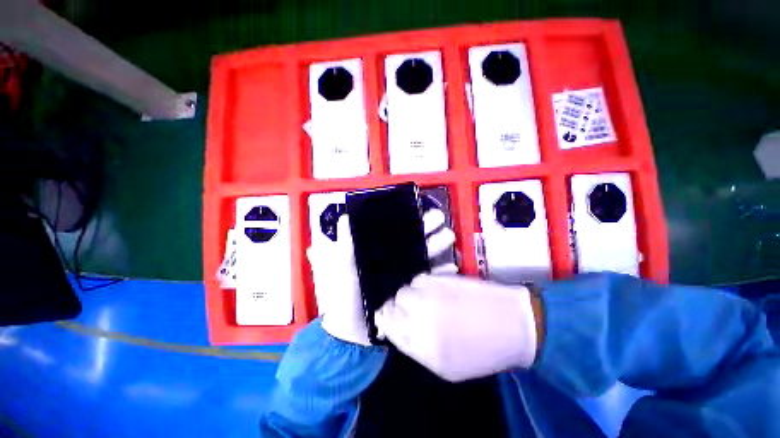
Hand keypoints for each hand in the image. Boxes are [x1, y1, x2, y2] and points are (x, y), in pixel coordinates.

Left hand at [307, 210, 455, 345]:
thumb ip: (346, 245)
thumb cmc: (346, 295)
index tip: (420, 212)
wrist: (351, 332)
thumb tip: (345, 218)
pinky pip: (430, 282)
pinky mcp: (413, 293)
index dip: (410, 222)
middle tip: (441, 220)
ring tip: (448, 237)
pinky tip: (452, 268)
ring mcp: (406, 277)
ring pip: (425, 258)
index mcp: (381, 253)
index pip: (399, 233)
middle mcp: (396, 261)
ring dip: (437, 247)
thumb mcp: (345, 267)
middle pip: (415, 243)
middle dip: (428, 230)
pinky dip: (441, 274)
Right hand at [374, 274, 538, 381]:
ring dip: (413, 293)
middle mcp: (421, 312)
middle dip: (400, 306)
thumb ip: (413, 346)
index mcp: (421, 341)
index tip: (392, 319)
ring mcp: (432, 291)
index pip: (387, 323)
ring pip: (407, 286)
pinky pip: (422, 277)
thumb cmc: (480, 353)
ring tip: (429, 300)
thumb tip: (391, 328)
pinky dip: (424, 284)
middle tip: (415, 311)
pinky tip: (437, 291)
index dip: (387, 319)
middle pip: (395, 300)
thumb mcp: (443, 366)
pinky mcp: (442, 276)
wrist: (512, 325)